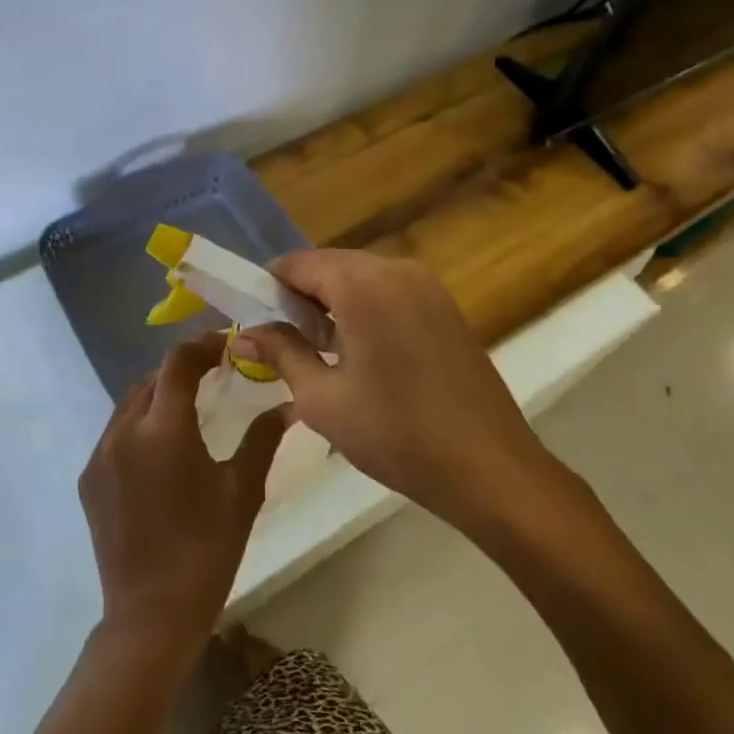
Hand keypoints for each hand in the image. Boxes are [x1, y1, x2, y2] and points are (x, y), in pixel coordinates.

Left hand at [77, 332, 285, 656]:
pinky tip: (160, 448)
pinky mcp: (89, 479)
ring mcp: (100, 455)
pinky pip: (114, 433)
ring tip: (188, 408)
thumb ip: (263, 439)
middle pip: (151, 379)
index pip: (178, 363)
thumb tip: (288, 405)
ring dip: (158, 396)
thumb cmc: (206, 551)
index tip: (224, 346)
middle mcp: (124, 432)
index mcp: (163, 430)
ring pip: (129, 404)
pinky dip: (139, 425)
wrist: (150, 615)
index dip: (201, 346)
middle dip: (181, 370)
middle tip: (213, 375)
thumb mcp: (242, 492)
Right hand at [233, 251, 574, 541]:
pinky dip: (363, 307)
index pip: (299, 263)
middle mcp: (396, 270)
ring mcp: (427, 286)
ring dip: (331, 300)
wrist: (490, 469)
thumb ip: (281, 354)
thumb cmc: (396, 434)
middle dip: (299, 293)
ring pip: (360, 276)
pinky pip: (389, 291)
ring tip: (315, 347)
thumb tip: (243, 333)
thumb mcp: (322, 399)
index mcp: (363, 286)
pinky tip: (358, 350)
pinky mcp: (445, 307)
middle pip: (330, 265)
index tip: (251, 317)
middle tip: (279, 338)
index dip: (268, 285)